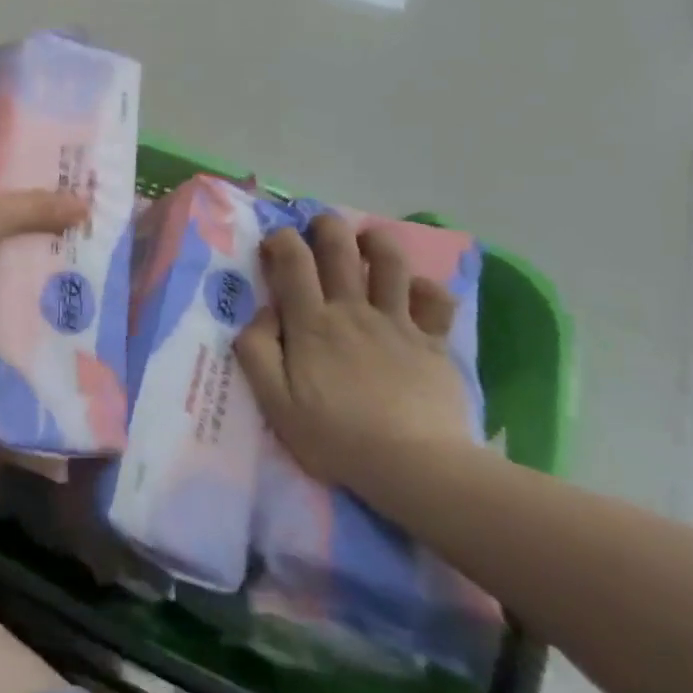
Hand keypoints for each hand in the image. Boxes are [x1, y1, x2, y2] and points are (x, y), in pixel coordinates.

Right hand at [233, 213, 475, 491]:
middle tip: (319, 227)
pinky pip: (435, 300)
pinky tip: (414, 291)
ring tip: (366, 240)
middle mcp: (352, 310)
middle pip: (340, 247)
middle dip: (327, 226)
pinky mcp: (433, 342)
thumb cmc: (336, 437)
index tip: (274, 243)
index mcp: (311, 323)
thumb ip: (256, 351)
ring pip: (390, 261)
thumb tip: (262, 313)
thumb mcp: (275, 402)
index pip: (292, 260)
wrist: (415, 467)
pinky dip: (425, 287)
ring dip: (376, 241)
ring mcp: (397, 323)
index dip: (281, 239)